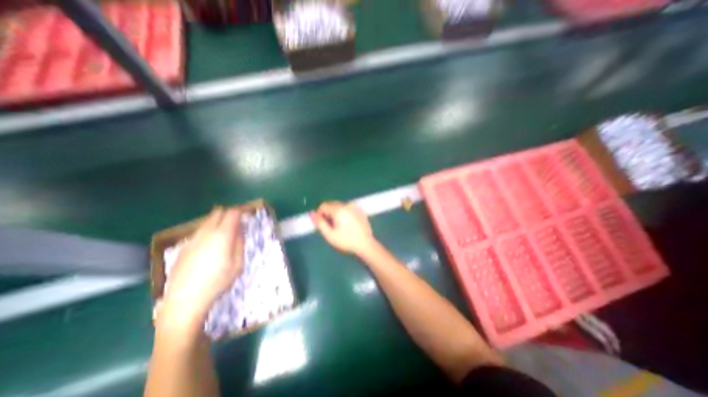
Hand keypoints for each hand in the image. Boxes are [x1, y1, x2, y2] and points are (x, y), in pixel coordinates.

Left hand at [160, 205, 243, 330]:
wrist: (184, 300)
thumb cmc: (218, 282)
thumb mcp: (238, 264)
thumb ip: (240, 244)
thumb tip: (240, 231)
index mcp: (222, 235)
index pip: (232, 213)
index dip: (240, 212)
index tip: (246, 216)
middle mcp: (206, 233)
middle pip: (217, 213)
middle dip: (228, 214)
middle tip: (236, 222)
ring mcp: (192, 239)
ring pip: (206, 221)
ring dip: (217, 222)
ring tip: (224, 232)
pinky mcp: (183, 247)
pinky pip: (198, 232)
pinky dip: (207, 231)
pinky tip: (209, 245)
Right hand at [310, 201, 375, 254]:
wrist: (365, 244)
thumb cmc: (346, 241)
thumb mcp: (330, 235)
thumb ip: (319, 223)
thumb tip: (311, 213)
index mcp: (339, 209)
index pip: (324, 205)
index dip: (320, 214)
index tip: (322, 224)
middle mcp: (347, 204)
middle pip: (332, 204)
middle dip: (328, 213)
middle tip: (330, 226)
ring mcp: (355, 206)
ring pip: (340, 206)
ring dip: (336, 213)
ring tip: (339, 226)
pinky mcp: (360, 210)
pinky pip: (348, 208)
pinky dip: (344, 213)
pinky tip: (348, 224)